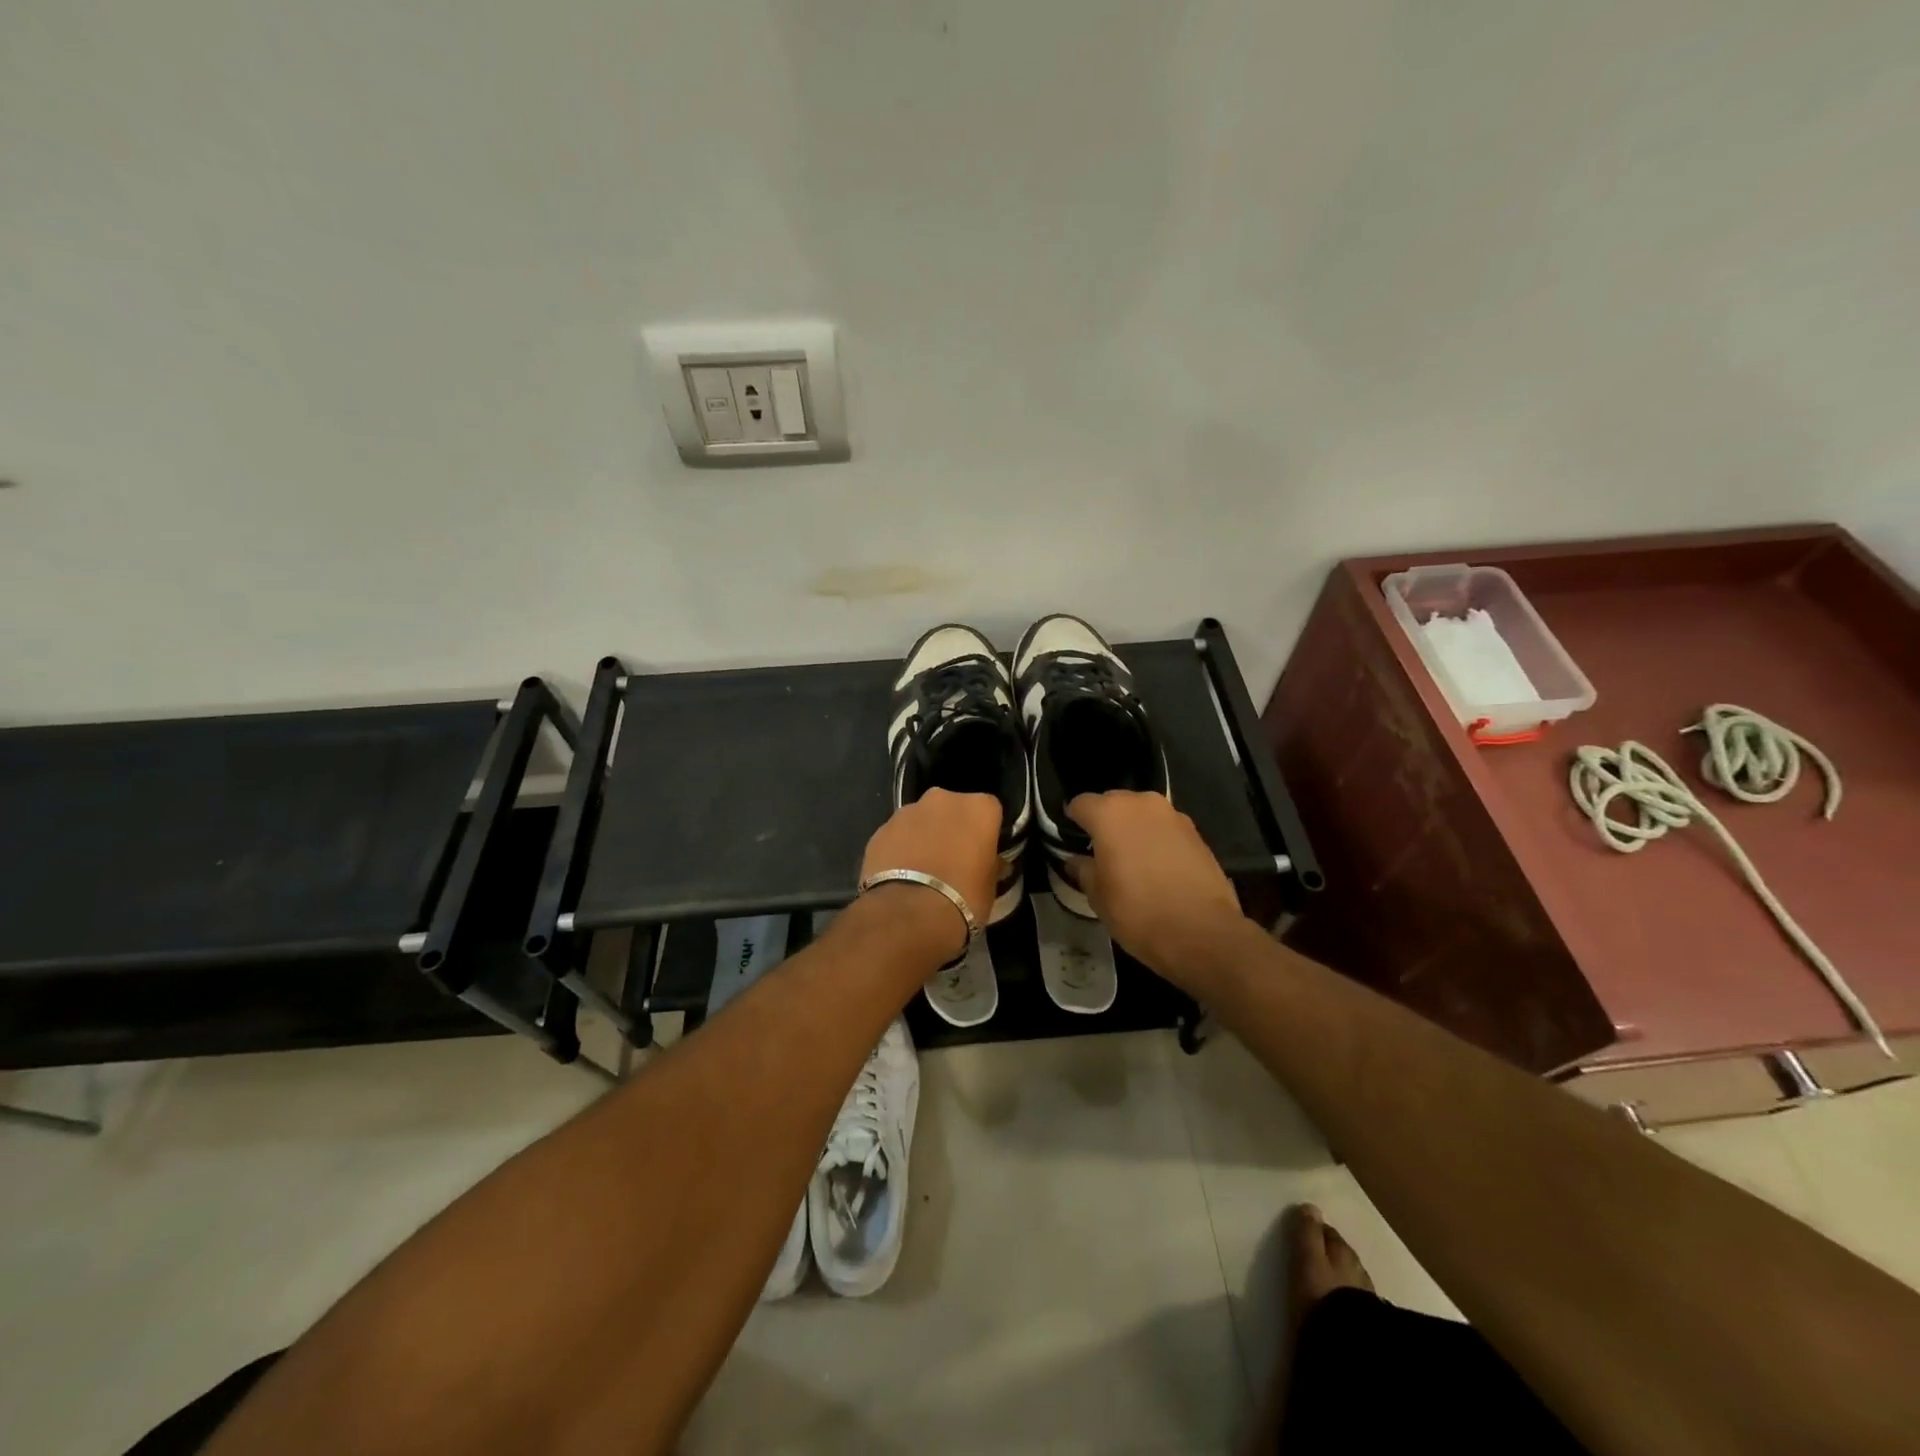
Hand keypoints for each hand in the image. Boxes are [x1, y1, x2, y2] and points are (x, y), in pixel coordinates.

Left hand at [859, 788, 1003, 955]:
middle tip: (953, 859)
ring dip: (924, 836)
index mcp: (978, 808)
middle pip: (952, 809)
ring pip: (921, 820)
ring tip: (923, 871)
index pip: (989, 810)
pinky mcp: (880, 830)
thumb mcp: (990, 886)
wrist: (909, 915)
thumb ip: (991, 864)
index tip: (982, 851)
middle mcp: (942, 800)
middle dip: (952, 828)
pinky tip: (901, 876)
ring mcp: (907, 812)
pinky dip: (900, 849)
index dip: (985, 831)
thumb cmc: (963, 898)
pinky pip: (897, 836)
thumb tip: (994, 863)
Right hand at [1067, 790, 1245, 981]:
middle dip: (1105, 822)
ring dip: (1133, 829)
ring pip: (1142, 814)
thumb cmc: (1138, 912)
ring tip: (1131, 860)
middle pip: (1113, 803)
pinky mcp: (1196, 832)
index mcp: (1109, 813)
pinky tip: (1158, 867)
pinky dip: (1157, 840)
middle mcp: (1141, 803)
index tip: (1072, 841)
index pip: (1080, 804)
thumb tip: (1077, 860)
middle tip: (1101, 852)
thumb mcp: (1097, 896)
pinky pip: (1165, 828)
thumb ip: (1083, 870)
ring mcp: (1173, 815)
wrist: (1202, 933)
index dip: (1072, 822)